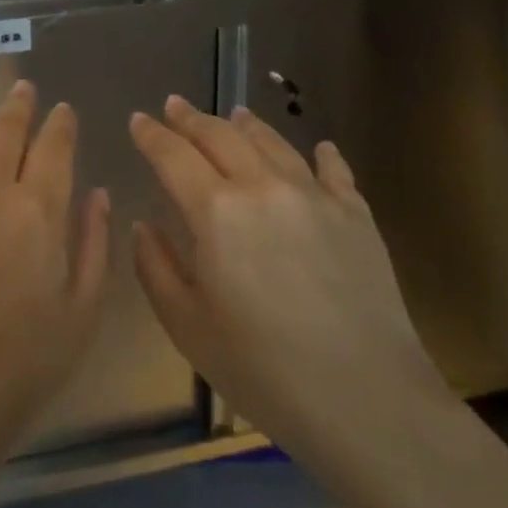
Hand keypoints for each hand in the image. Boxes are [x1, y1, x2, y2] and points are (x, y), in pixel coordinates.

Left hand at [0, 82, 111, 468]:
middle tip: (24, 88)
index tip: (63, 110)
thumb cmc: (19, 366)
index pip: (53, 148)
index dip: (60, 124)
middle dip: (18, 105)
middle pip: (5, 130)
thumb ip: (94, 246)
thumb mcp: (81, 314)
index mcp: (37, 211)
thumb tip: (99, 194)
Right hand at [129, 97, 449, 481]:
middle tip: (175, 105)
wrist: (369, 402)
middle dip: (191, 118)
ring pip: (273, 142)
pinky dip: (323, 154)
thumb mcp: (188, 328)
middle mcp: (262, 187)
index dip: (151, 135)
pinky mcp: (356, 214)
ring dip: (246, 125)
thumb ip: (156, 269)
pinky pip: (334, 170)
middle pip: (220, 136)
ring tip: (234, 114)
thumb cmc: (265, 371)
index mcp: (216, 211)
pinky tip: (321, 148)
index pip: (173, 156)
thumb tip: (145, 226)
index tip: (138, 119)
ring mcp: (314, 195)